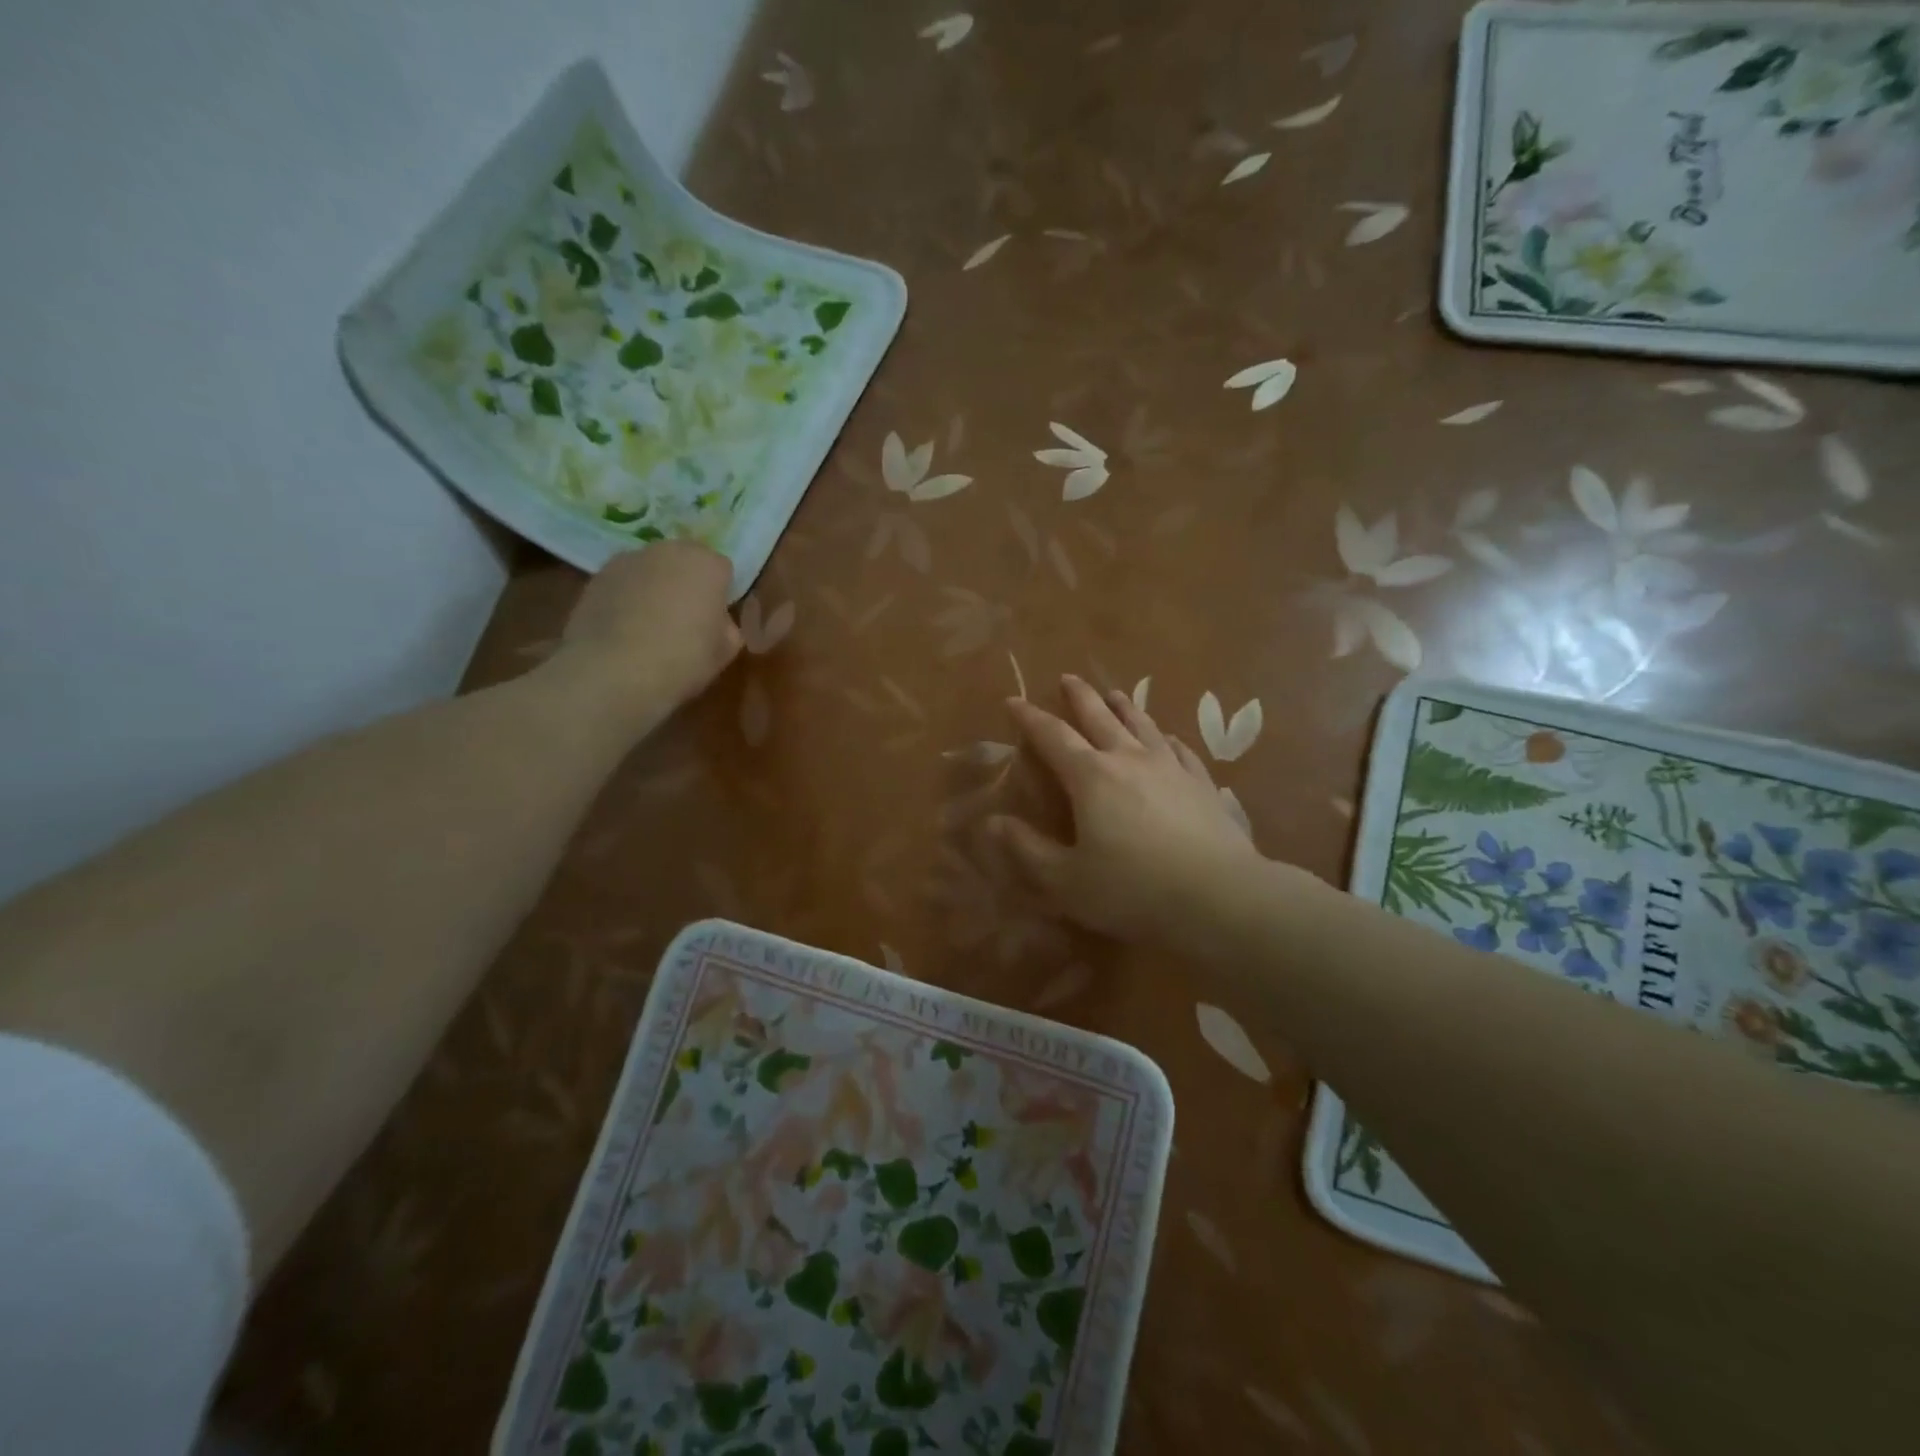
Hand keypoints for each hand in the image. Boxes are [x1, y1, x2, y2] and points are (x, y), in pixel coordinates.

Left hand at [556, 542, 740, 727]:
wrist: (614, 671)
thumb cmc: (683, 659)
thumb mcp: (726, 651)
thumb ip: (726, 626)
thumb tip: (716, 621)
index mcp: (706, 564)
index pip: (722, 569)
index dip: (720, 594)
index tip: (715, 619)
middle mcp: (667, 550)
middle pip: (684, 561)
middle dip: (687, 582)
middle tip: (685, 619)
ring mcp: (627, 560)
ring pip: (651, 569)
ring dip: (655, 587)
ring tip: (650, 626)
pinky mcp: (596, 577)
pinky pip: (623, 584)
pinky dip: (626, 598)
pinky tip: (624, 630)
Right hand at [991, 675, 1264, 947]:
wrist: (1219, 897)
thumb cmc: (1132, 890)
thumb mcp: (1066, 880)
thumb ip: (1028, 850)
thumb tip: (994, 822)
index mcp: (1091, 777)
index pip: (1052, 736)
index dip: (1029, 717)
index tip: (1013, 700)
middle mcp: (1129, 759)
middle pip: (1100, 717)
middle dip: (1079, 697)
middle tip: (1067, 678)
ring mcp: (1171, 768)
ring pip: (1142, 725)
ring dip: (1124, 706)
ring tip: (1115, 693)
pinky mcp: (1202, 784)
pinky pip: (1180, 749)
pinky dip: (1166, 737)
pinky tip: (1167, 737)